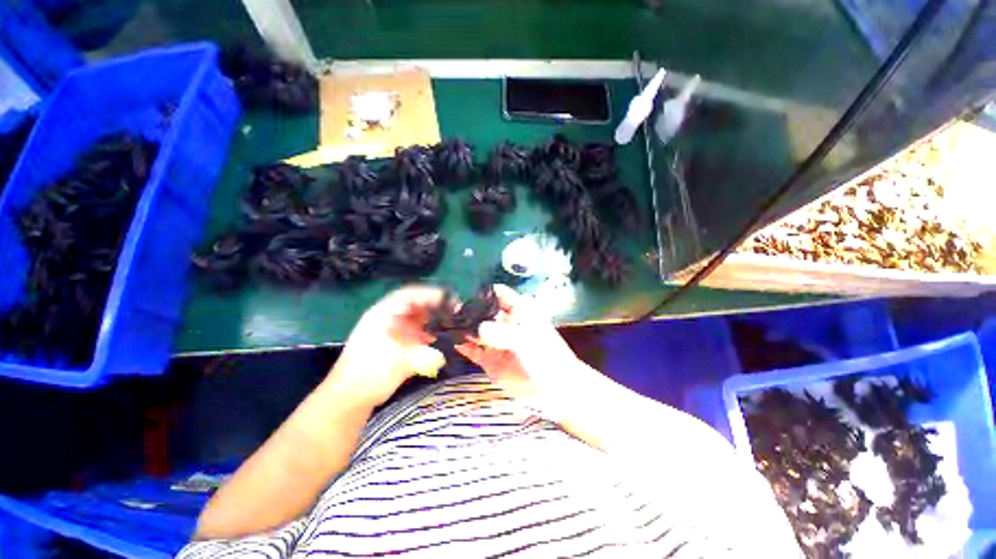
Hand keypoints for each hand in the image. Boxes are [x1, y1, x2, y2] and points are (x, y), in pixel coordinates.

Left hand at [328, 285, 446, 407]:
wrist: (348, 397)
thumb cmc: (371, 375)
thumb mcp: (399, 362)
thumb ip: (423, 356)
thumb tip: (442, 355)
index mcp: (382, 315)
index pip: (408, 295)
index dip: (429, 293)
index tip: (447, 298)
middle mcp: (386, 318)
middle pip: (412, 305)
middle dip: (433, 306)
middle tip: (452, 309)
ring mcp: (387, 330)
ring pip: (413, 317)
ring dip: (429, 319)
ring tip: (446, 322)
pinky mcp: (390, 342)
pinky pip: (410, 330)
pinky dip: (423, 332)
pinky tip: (432, 339)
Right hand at [455, 284, 581, 408]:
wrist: (555, 390)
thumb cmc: (546, 357)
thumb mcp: (526, 340)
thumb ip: (502, 333)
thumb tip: (477, 329)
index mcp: (518, 311)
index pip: (498, 293)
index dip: (482, 291)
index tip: (461, 290)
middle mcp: (504, 322)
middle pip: (482, 311)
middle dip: (466, 309)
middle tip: (444, 308)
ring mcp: (496, 341)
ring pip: (475, 330)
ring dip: (461, 327)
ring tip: (441, 323)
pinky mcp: (489, 359)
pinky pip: (472, 350)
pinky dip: (461, 346)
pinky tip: (449, 341)